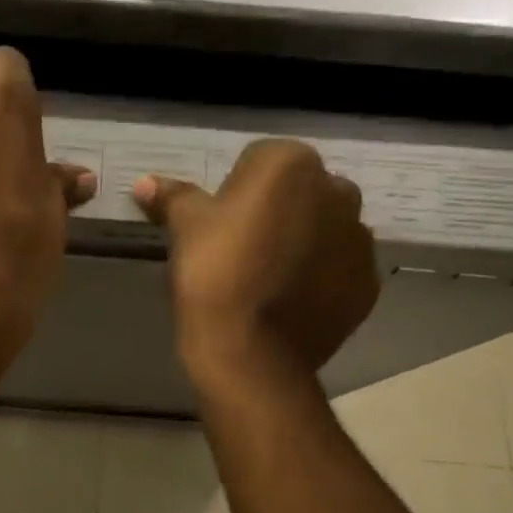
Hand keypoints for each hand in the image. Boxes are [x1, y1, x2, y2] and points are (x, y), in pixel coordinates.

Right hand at [133, 139, 378, 381]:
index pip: (259, 160)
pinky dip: (320, 278)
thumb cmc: (213, 272)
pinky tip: (289, 301)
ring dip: (303, 242)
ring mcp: (359, 241)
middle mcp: (338, 191)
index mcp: (292, 164)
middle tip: (241, 248)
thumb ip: (172, 197)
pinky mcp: (367, 285)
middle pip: (300, 192)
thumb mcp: (184, 227)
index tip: (217, 223)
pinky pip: (339, 270)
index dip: (234, 190)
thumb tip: (144, 183)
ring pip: (325, 229)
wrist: (250, 352)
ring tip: (266, 279)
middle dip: (277, 211)